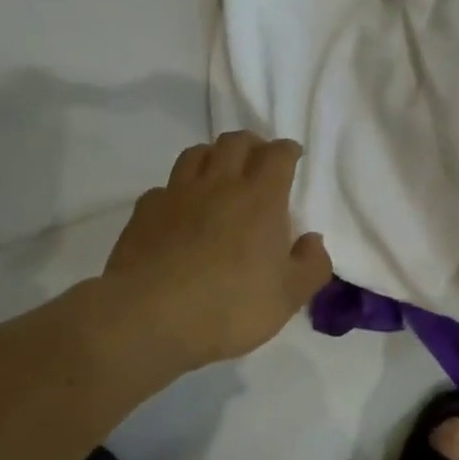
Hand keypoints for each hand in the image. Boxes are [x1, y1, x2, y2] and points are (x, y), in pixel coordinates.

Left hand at [103, 132, 332, 369]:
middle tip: (258, 158)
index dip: (287, 151)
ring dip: (213, 156)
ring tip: (219, 173)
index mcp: (260, 199)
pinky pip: (165, 187)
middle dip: (251, 144)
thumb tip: (313, 240)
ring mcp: (177, 195)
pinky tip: (179, 210)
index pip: (277, 156)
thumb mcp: (288, 297)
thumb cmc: (230, 306)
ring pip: (196, 154)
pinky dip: (178, 190)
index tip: (292, 155)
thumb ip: (311, 265)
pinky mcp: (145, 212)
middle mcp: (219, 185)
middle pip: (235, 142)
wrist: (149, 317)